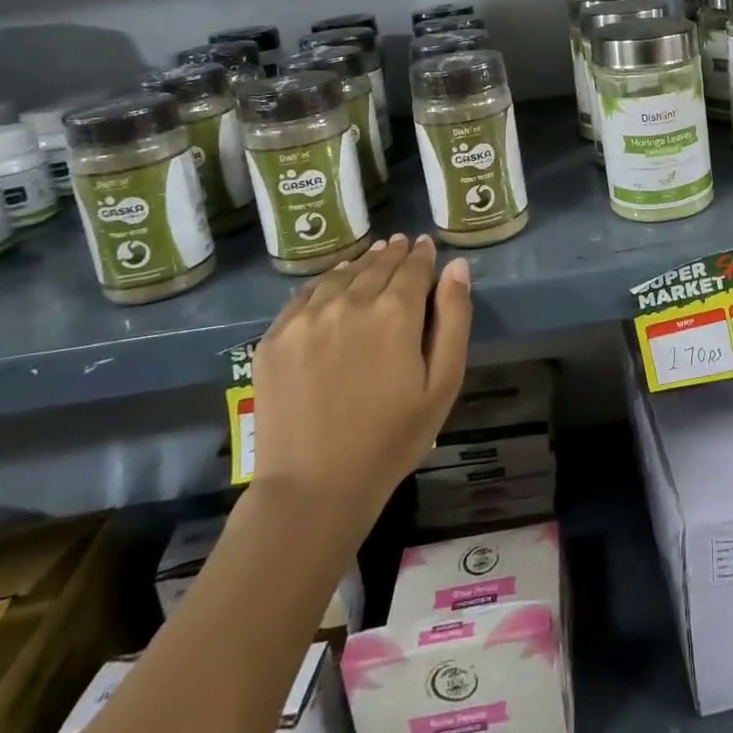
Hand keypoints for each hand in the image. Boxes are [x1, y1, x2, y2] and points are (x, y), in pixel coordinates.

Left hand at [251, 234, 472, 523]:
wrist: (313, 488)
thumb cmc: (391, 439)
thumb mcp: (443, 384)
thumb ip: (453, 318)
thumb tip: (457, 266)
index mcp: (395, 312)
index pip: (414, 266)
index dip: (423, 254)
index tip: (426, 245)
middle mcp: (350, 302)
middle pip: (377, 265)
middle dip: (394, 253)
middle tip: (402, 244)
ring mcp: (307, 318)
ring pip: (342, 275)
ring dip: (361, 263)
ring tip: (372, 258)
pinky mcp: (275, 337)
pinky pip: (305, 294)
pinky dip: (326, 282)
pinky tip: (334, 284)